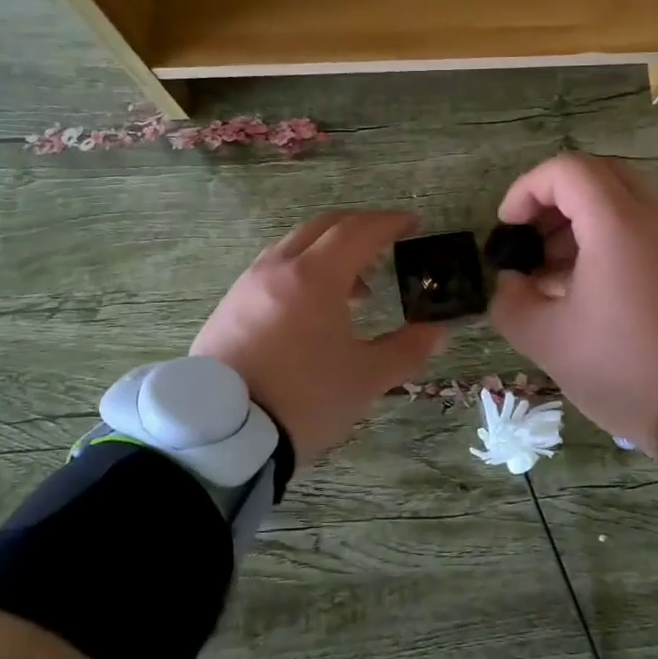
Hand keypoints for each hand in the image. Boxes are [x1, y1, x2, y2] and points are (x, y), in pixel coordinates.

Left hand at [193, 210, 445, 466]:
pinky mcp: (228, 306)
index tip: (412, 223)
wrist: (222, 435)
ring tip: (355, 288)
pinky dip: (301, 271)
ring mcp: (247, 285)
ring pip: (293, 246)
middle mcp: (277, 268)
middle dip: (358, 228)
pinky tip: (311, 309)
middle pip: (322, 227)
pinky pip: (272, 270)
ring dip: (327, 252)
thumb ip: (406, 350)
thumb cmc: (304, 399)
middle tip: (386, 243)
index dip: (389, 223)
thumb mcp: (366, 379)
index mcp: (314, 277)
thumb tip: (435, 332)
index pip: (358, 231)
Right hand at [489, 154, 657, 453]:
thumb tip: (512, 282)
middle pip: (598, 175)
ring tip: (553, 273)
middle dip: (554, 200)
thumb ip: (511, 302)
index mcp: (617, 224)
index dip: (526, 189)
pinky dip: (608, 240)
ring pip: (623, 201)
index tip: (508, 228)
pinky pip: (643, 230)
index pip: (567, 169)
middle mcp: (654, 218)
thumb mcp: (548, 340)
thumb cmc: (624, 365)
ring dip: (580, 222)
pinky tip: (587, 290)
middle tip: (531, 239)